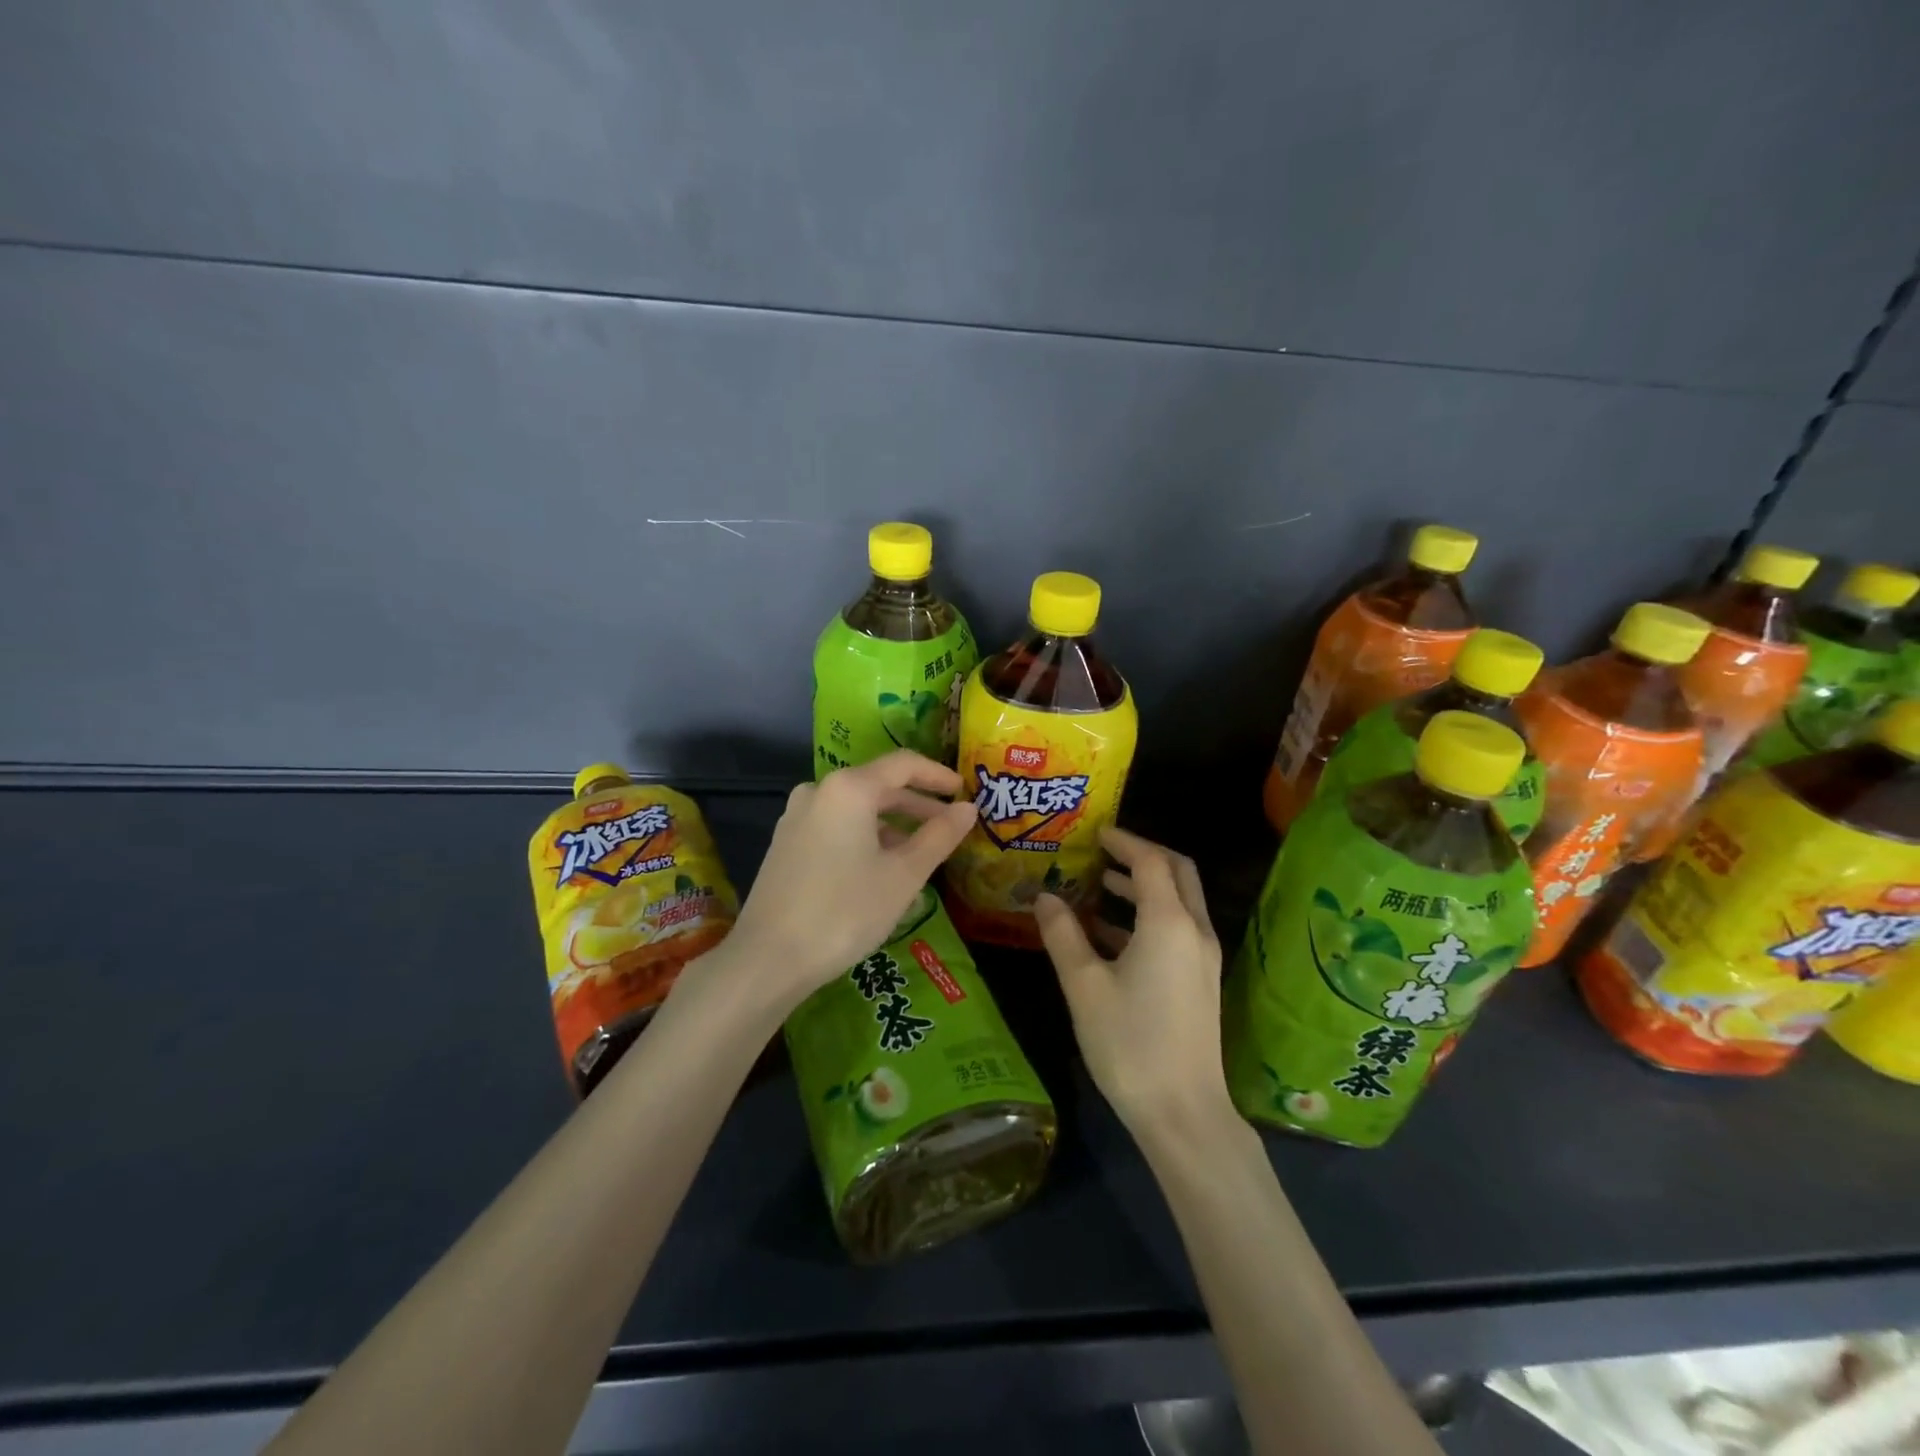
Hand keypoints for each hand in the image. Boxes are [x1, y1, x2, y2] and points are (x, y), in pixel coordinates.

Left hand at [722, 751, 977, 1011]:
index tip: (963, 791)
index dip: (937, 775)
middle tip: (949, 828)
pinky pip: (836, 828)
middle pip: (879, 787)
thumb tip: (968, 809)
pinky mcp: (786, 844)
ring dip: (892, 827)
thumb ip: (939, 836)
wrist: (768, 959)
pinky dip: (865, 839)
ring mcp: (797, 817)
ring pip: (857, 811)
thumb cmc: (846, 911)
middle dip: (917, 807)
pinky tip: (882, 872)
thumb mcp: (904, 875)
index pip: (904, 765)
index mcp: (849, 789)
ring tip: (921, 856)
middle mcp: (819, 792)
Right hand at [1034, 828, 1232, 1142]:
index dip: (1123, 841)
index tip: (1095, 832)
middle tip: (1103, 850)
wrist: (1183, 1113)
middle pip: (1177, 872)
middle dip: (1142, 855)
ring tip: (1099, 883)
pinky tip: (1108, 933)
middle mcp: (1195, 930)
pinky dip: (1147, 917)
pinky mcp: (1200, 981)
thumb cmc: (1129, 1044)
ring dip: (1144, 886)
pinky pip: (1177, 929)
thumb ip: (1063, 935)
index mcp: (1169, 923)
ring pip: (1179, 901)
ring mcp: (1202, 957)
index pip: (1149, 861)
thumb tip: (1045, 897)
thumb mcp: (1084, 986)